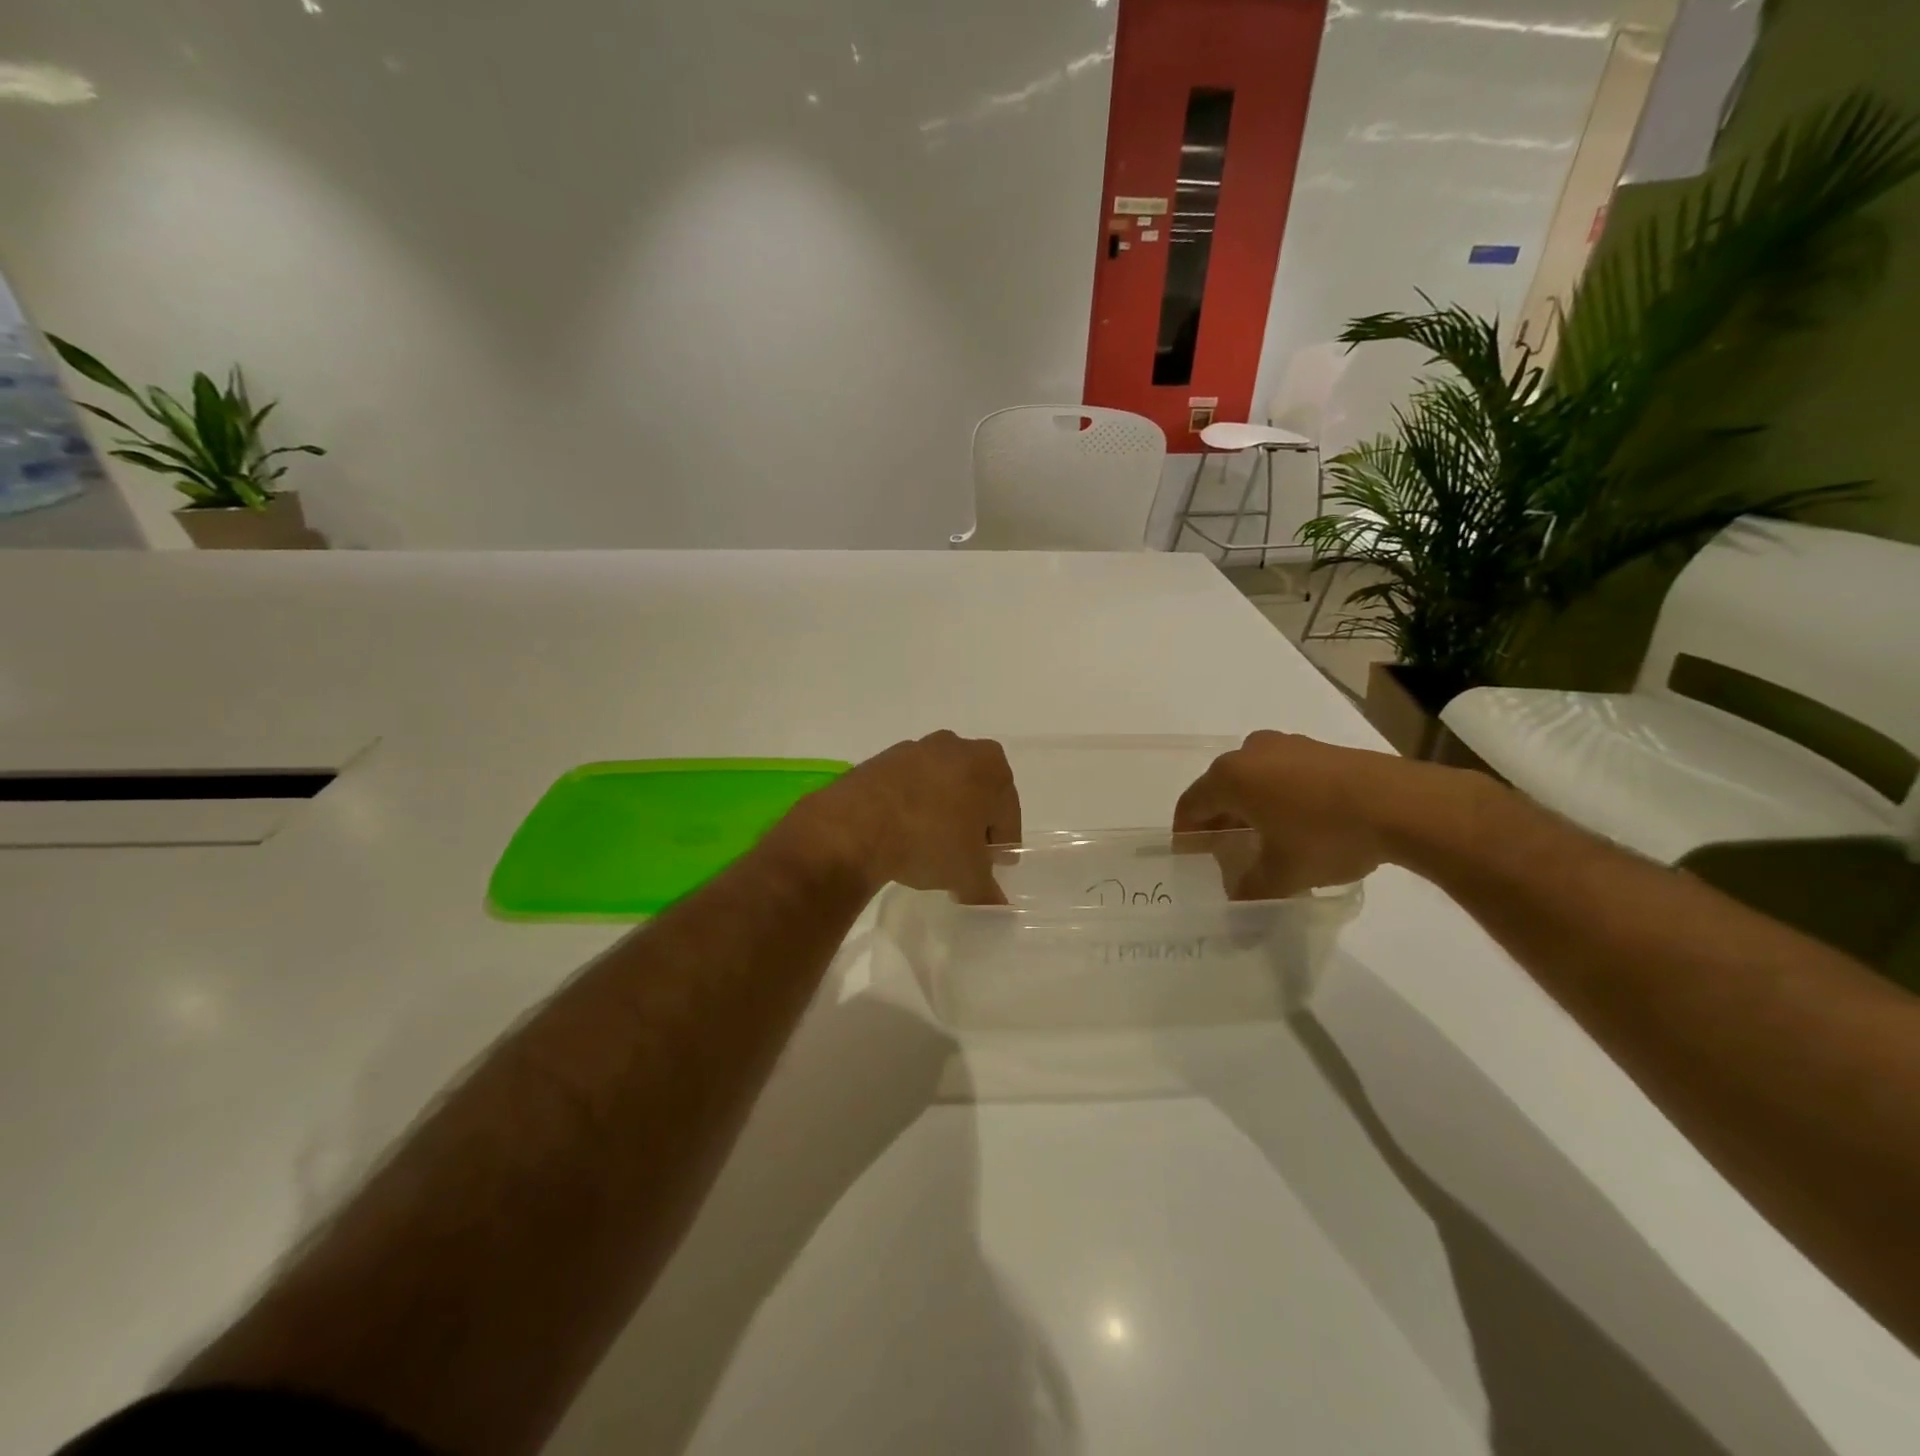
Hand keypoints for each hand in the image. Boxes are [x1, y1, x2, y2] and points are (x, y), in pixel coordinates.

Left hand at [770, 731, 1021, 903]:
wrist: (856, 824)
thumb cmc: (929, 840)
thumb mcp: (967, 875)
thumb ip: (987, 889)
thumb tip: (997, 906)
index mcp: (990, 764)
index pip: (1007, 811)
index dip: (1002, 842)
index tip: (993, 866)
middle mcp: (956, 746)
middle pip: (975, 793)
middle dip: (972, 824)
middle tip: (964, 858)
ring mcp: (916, 749)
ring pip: (941, 787)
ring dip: (941, 814)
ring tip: (929, 848)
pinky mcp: (881, 760)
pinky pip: (908, 788)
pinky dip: (910, 808)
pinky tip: (901, 835)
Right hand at [1172, 731, 1445, 897]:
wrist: (1403, 805)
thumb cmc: (1326, 835)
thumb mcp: (1283, 874)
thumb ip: (1250, 889)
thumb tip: (1237, 901)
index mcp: (1230, 777)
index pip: (1191, 805)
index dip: (1186, 834)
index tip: (1190, 858)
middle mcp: (1250, 752)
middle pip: (1219, 789)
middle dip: (1218, 820)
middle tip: (1224, 852)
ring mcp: (1287, 745)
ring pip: (1252, 778)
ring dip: (1248, 807)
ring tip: (1261, 839)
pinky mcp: (1319, 748)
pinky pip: (1282, 773)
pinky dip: (1277, 796)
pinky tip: (1296, 823)